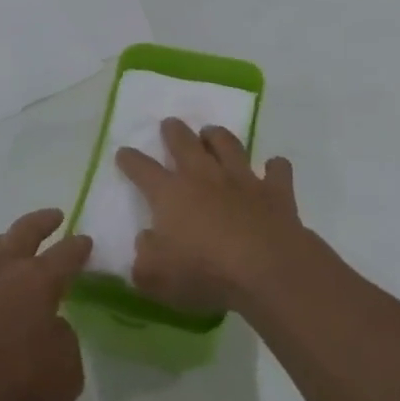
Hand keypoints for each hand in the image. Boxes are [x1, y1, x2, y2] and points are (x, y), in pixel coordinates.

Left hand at [0, 209, 91, 400]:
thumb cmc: (11, 384)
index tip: (85, 241)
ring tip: (8, 241)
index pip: (66, 254)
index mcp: (39, 280)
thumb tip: (53, 327)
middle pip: (25, 231)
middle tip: (54, 216)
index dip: (79, 247)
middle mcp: (3, 268)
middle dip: (43, 221)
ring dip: (4, 239)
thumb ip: (65, 343)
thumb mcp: (64, 374)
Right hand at [115, 120, 312, 314]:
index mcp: (170, 194)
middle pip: (185, 143)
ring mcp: (242, 180)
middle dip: (174, 131)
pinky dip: (274, 167)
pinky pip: (276, 170)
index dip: (130, 159)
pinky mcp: (276, 192)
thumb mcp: (156, 276)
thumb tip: (146, 240)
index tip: (123, 152)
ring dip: (218, 136)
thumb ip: (144, 258)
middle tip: (170, 124)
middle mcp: (204, 177)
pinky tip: (273, 166)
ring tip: (211, 133)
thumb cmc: (205, 273)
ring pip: (228, 145)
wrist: (267, 270)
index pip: (142, 169)